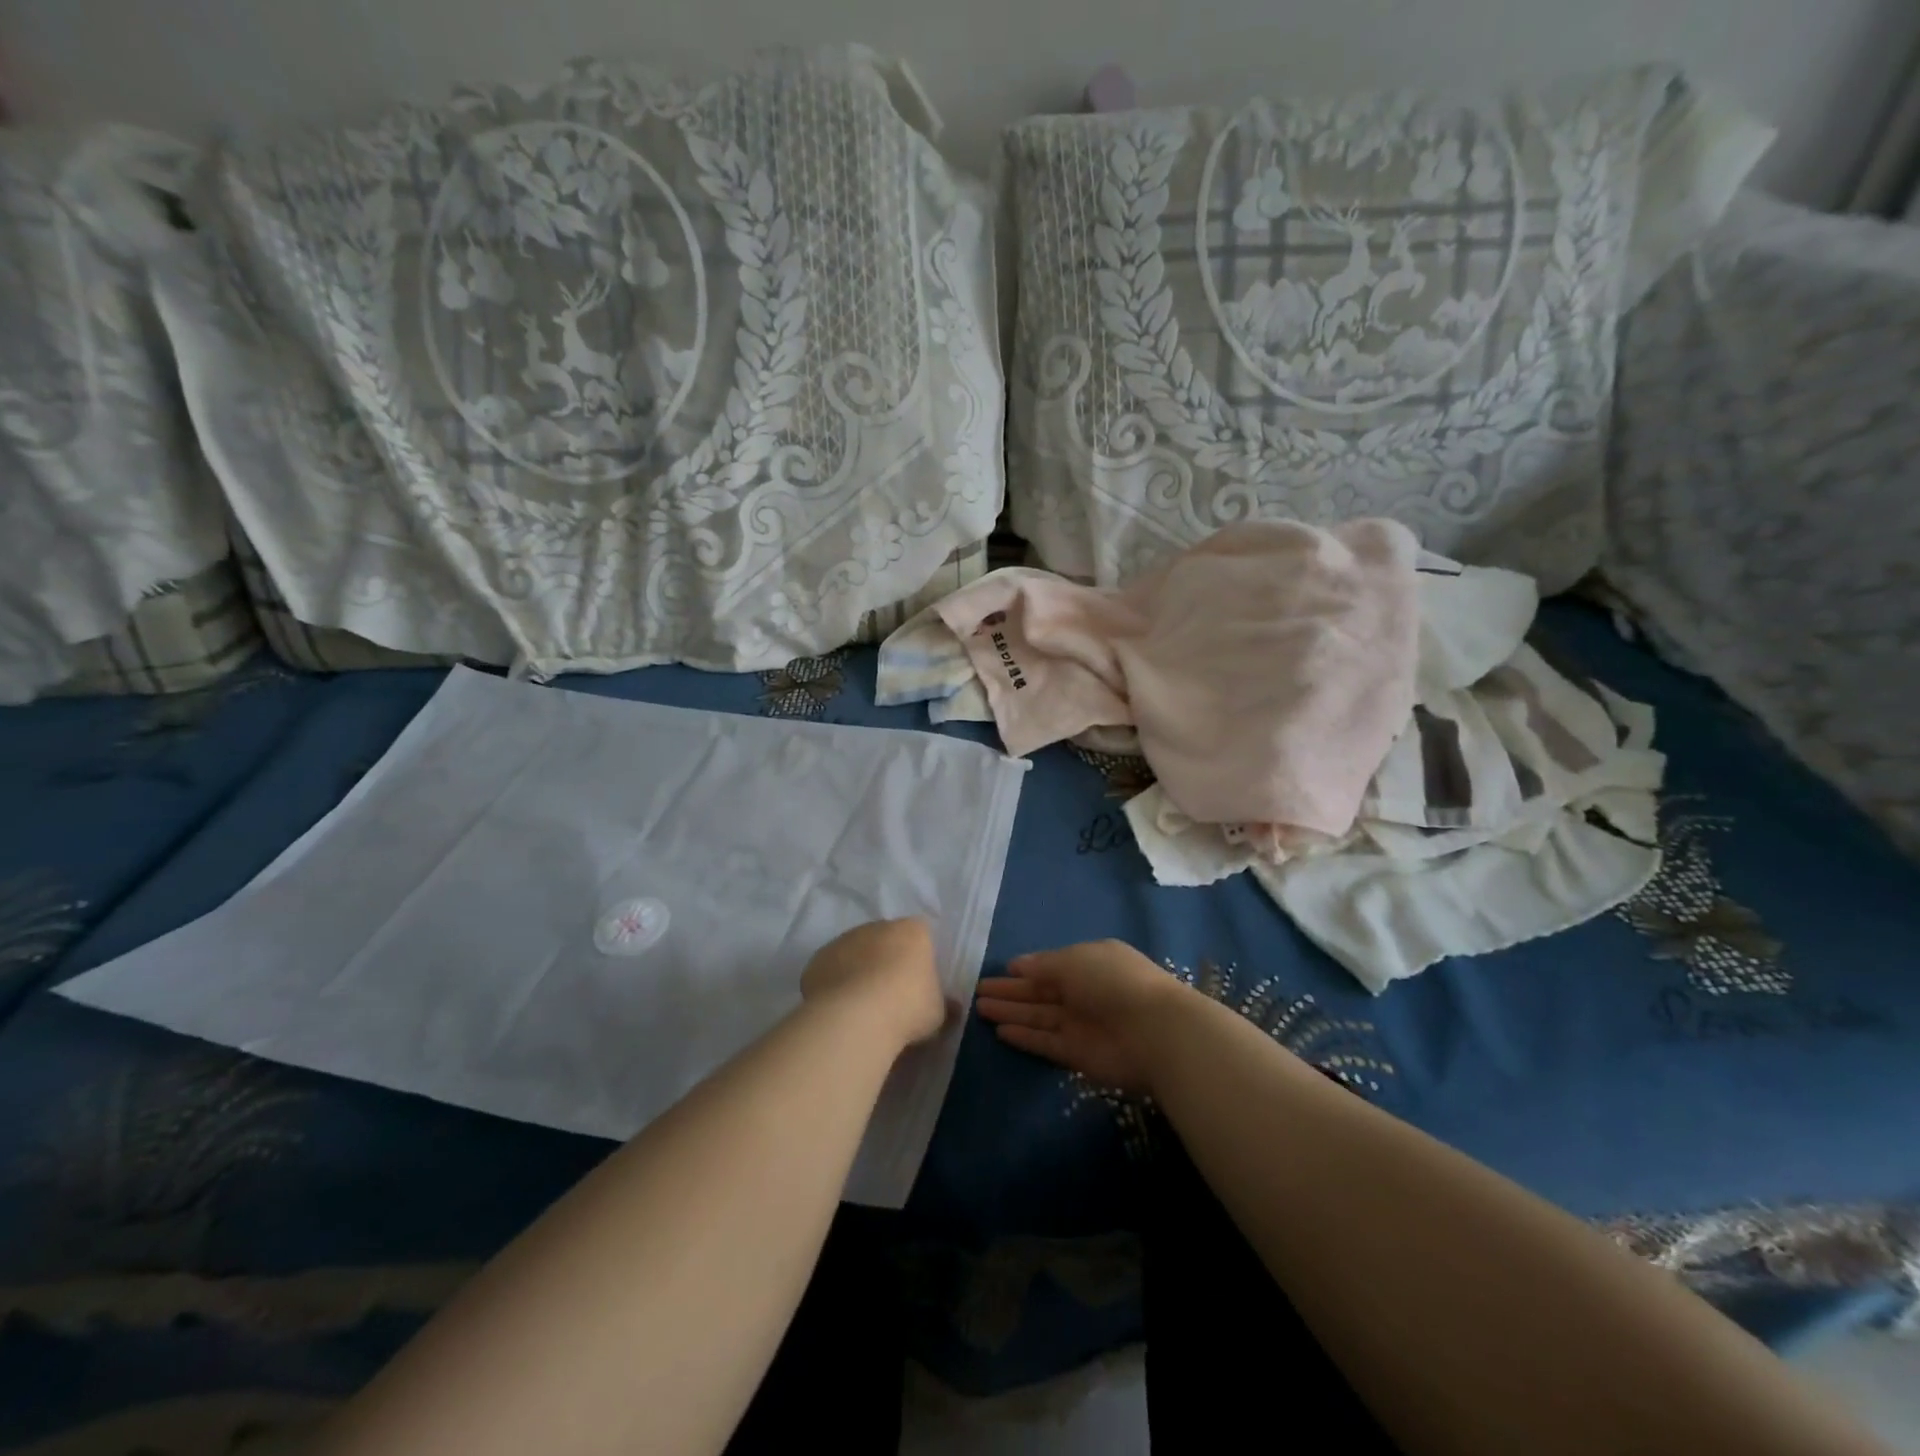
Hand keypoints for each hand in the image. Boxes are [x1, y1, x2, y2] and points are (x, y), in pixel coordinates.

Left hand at [801, 918, 946, 1049]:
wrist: (856, 1016)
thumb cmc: (908, 1007)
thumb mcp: (938, 1012)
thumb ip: (943, 1004)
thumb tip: (951, 1007)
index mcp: (912, 931)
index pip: (920, 935)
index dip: (919, 959)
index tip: (918, 985)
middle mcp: (878, 927)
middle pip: (885, 941)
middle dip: (887, 962)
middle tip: (890, 997)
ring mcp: (845, 940)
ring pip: (855, 953)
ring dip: (858, 972)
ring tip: (861, 1008)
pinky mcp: (818, 958)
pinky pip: (831, 970)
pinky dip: (835, 984)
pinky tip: (839, 1010)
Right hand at [976, 940, 1184, 1094]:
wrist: (1154, 1032)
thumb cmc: (1113, 982)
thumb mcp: (1074, 960)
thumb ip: (1043, 965)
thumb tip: (1017, 965)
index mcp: (1089, 962)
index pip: (1051, 966)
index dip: (1026, 969)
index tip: (1001, 971)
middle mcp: (1085, 992)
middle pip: (1041, 992)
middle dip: (1011, 992)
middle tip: (978, 991)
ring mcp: (1082, 1024)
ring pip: (1039, 1017)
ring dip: (1011, 1013)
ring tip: (980, 1009)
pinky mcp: (1078, 1055)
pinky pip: (1046, 1042)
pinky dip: (1025, 1037)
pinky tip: (1000, 1031)